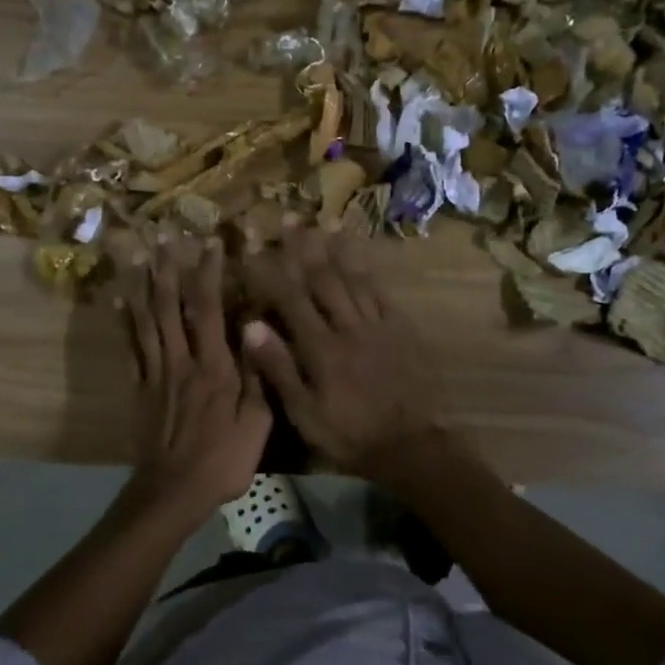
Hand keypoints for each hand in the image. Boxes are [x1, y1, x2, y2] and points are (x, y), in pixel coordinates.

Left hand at [122, 238, 271, 519]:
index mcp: (214, 368)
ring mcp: (156, 374)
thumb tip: (257, 330)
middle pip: (170, 307)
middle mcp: (181, 362)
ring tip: (141, 256)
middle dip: (168, 270)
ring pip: (146, 321)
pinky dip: (124, 322)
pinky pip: (131, 348)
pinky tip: (120, 301)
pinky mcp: (139, 389)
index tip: (210, 245)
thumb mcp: (257, 424)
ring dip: (144, 286)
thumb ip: (258, 376)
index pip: (208, 310)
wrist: (173, 491)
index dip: (208, 274)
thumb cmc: (223, 459)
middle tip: (166, 238)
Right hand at [239, 228, 446, 481]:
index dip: (271, 270)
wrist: (413, 445)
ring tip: (323, 223)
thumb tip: (250, 326)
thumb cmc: (350, 435)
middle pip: (323, 278)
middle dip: (303, 247)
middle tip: (289, 218)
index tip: (255, 246)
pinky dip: (368, 270)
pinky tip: (360, 256)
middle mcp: (348, 326)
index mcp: (321, 348)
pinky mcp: (401, 329)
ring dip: (336, 249)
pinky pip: (381, 292)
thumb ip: (279, 369)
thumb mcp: (305, 413)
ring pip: (353, 278)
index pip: (290, 298)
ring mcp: (378, 325)